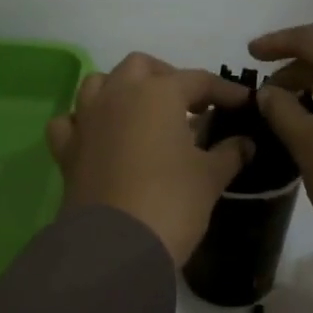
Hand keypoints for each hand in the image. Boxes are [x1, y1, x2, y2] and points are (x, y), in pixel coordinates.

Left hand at [46, 54, 254, 264]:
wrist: (116, 246)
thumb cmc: (171, 202)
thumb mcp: (210, 177)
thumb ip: (229, 153)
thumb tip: (245, 143)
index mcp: (157, 93)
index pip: (197, 80)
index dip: (223, 91)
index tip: (242, 104)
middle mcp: (118, 95)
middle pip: (141, 67)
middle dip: (166, 77)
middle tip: (188, 105)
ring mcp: (86, 119)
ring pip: (98, 83)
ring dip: (121, 90)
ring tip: (143, 114)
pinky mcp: (67, 149)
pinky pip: (70, 121)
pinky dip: (84, 122)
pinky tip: (99, 137)